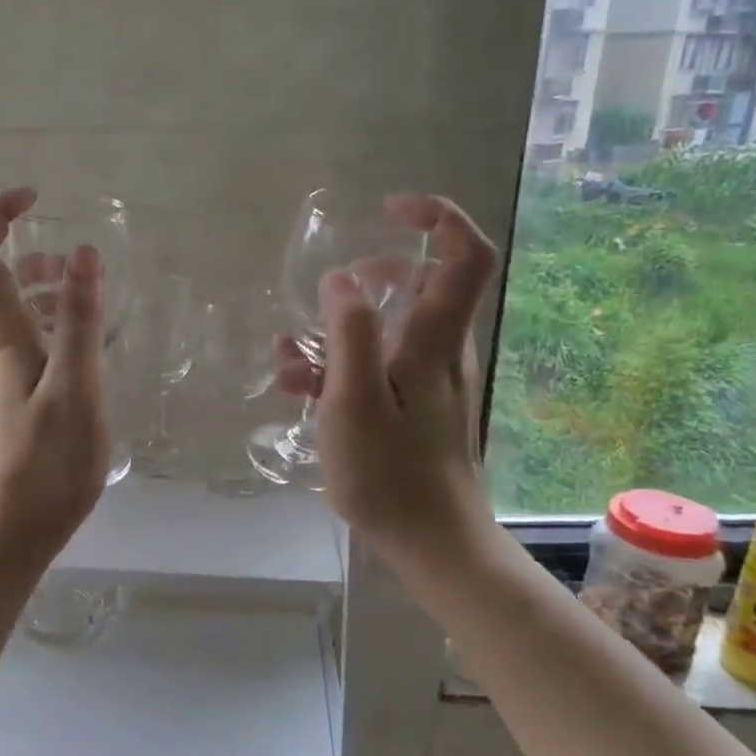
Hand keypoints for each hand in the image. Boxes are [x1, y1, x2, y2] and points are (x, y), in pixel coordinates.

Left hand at [0, 188, 108, 556]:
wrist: (13, 530)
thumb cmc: (47, 463)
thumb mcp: (74, 388)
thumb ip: (80, 321)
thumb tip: (84, 253)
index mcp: (2, 336)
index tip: (35, 197)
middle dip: (31, 249)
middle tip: (79, 259)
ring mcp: (5, 374)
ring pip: (16, 310)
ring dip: (48, 287)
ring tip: (92, 294)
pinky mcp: (18, 397)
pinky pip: (33, 340)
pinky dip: (58, 324)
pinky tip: (89, 345)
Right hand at [276, 194, 499, 560]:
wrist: (434, 544)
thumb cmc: (391, 474)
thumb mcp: (355, 401)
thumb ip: (350, 334)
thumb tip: (341, 280)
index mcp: (435, 340)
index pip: (465, 255)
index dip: (437, 217)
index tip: (389, 212)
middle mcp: (441, 352)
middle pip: (424, 285)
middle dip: (376, 274)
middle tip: (333, 288)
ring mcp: (430, 382)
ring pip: (393, 330)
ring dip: (343, 329)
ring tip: (290, 353)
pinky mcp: (416, 409)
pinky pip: (381, 367)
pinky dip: (343, 365)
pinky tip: (297, 386)